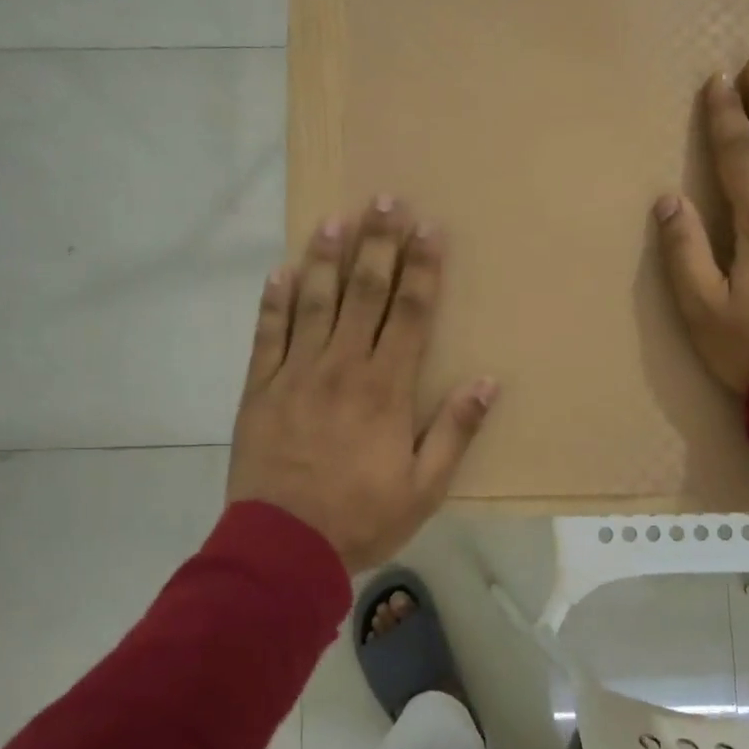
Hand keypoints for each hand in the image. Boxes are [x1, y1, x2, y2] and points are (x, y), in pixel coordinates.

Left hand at [227, 198, 497, 574]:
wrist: (283, 548)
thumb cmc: (361, 516)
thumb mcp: (425, 487)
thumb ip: (455, 431)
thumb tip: (488, 382)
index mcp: (386, 387)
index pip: (411, 312)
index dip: (423, 268)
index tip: (429, 229)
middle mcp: (342, 367)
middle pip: (364, 293)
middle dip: (378, 244)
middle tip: (385, 200)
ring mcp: (296, 373)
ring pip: (314, 302)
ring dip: (326, 259)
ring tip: (335, 220)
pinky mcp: (260, 388)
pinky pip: (267, 334)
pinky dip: (274, 302)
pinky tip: (280, 271)